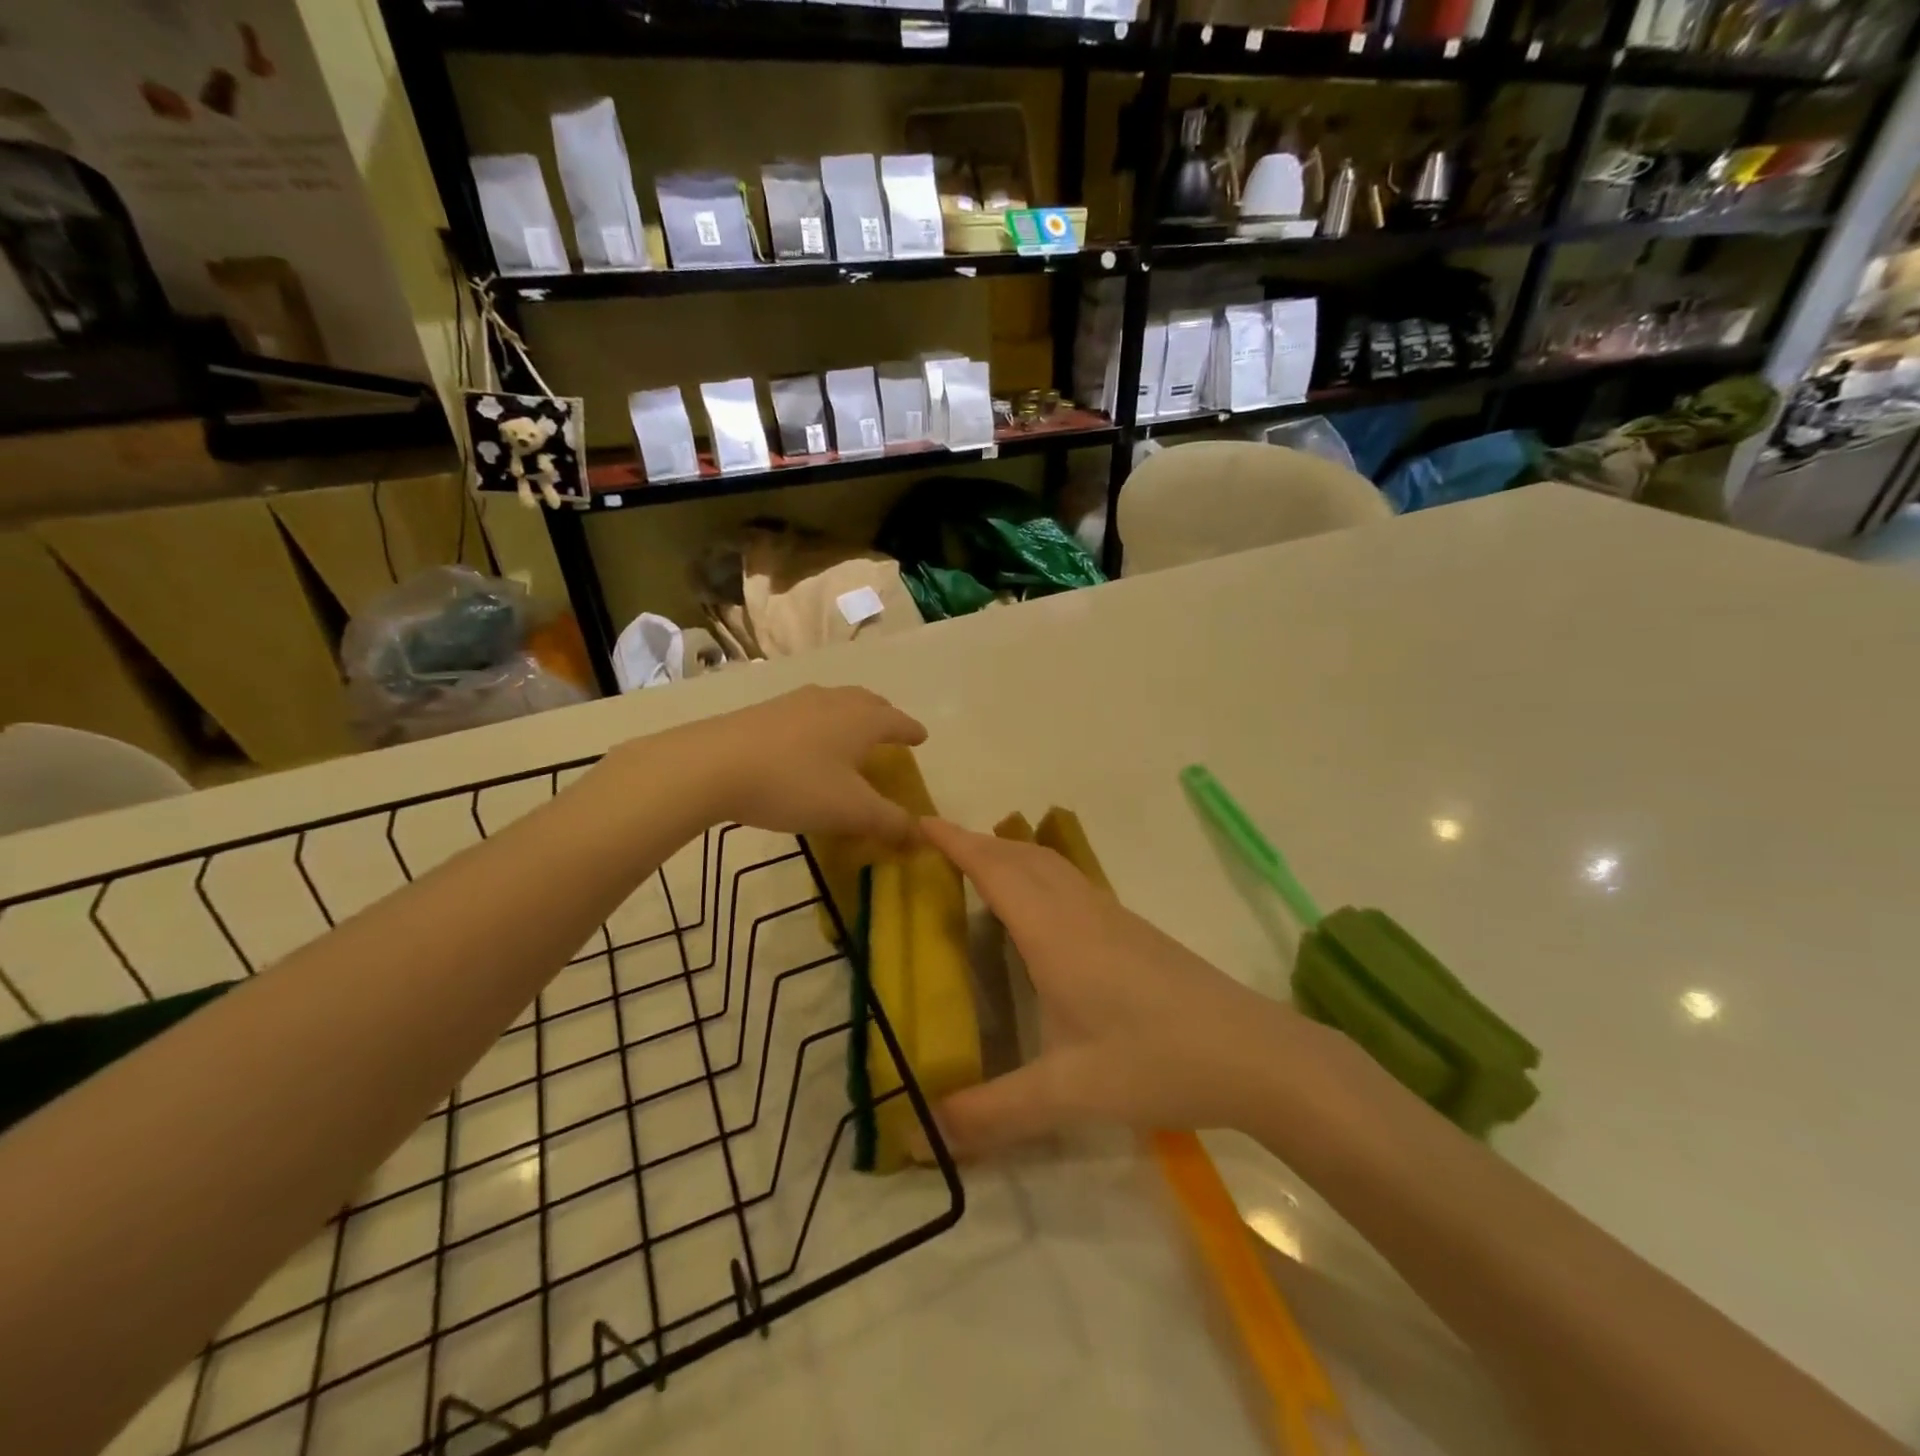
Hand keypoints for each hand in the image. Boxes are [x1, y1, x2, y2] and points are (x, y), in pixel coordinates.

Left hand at [655, 686, 927, 844]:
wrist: (714, 765)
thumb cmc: (795, 784)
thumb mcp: (850, 811)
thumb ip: (890, 823)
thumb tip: (923, 837)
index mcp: (861, 720)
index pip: (897, 721)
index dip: (911, 731)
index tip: (922, 737)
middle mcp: (833, 701)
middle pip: (867, 702)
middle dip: (884, 715)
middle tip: (890, 730)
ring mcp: (795, 702)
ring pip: (835, 702)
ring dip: (850, 715)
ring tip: (850, 733)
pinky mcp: (764, 711)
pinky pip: (806, 711)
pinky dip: (820, 722)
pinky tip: (806, 742)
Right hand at [921, 819, 1309, 1155]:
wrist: (1253, 1053)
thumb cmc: (1155, 1061)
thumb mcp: (1069, 1093)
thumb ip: (994, 1114)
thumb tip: (927, 1137)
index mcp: (1054, 934)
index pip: (995, 871)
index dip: (955, 843)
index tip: (920, 822)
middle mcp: (1080, 912)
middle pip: (1021, 857)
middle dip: (977, 843)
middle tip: (937, 848)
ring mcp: (1112, 917)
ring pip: (1050, 866)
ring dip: (1011, 855)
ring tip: (981, 869)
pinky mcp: (1134, 931)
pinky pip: (1071, 883)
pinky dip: (1039, 875)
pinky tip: (1042, 911)